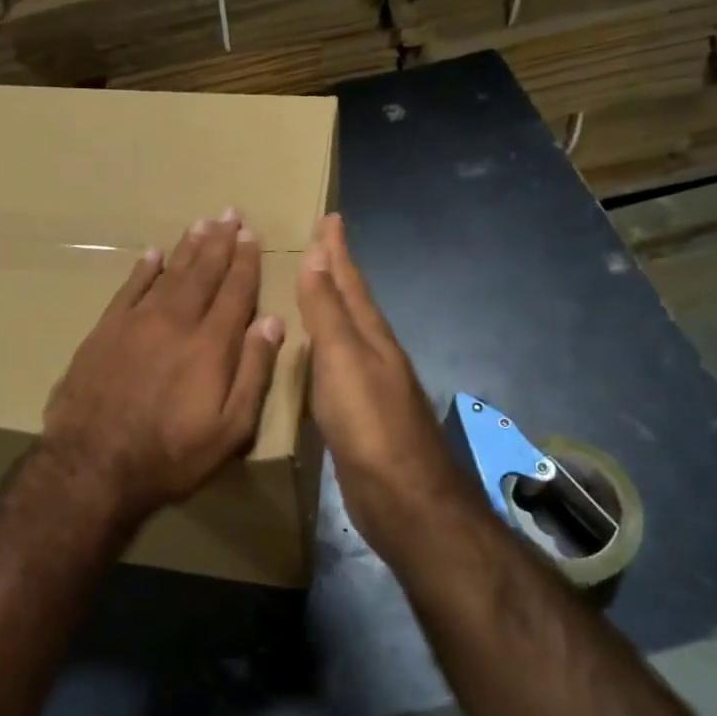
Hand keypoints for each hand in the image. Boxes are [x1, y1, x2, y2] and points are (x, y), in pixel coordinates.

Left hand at [43, 209, 284, 525]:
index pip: (235, 292)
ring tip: (201, 223)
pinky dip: (144, 268)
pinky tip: (153, 253)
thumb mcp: (229, 429)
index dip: (245, 262)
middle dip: (219, 242)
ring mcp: (137, 322)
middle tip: (230, 213)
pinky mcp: (105, 330)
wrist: (92, 464)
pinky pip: (129, 288)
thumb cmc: (170, 455)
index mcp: (211, 345)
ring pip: (169, 273)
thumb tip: (272, 322)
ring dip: (187, 247)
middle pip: (203, 273)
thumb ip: (253, 372)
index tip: (251, 235)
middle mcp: (176, 322)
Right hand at [297, 214, 473, 552]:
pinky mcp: (360, 415)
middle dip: (338, 271)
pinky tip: (316, 356)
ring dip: (333, 308)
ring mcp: (371, 385)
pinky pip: (339, 366)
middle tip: (320, 245)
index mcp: (371, 335)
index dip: (338, 249)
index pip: (351, 280)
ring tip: (314, 290)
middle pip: (355, 302)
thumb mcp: (343, 359)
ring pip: (348, 333)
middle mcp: (375, 353)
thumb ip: (328, 310)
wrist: (402, 498)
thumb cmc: (368, 423)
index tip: (330, 217)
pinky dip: (326, 348)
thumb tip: (319, 254)